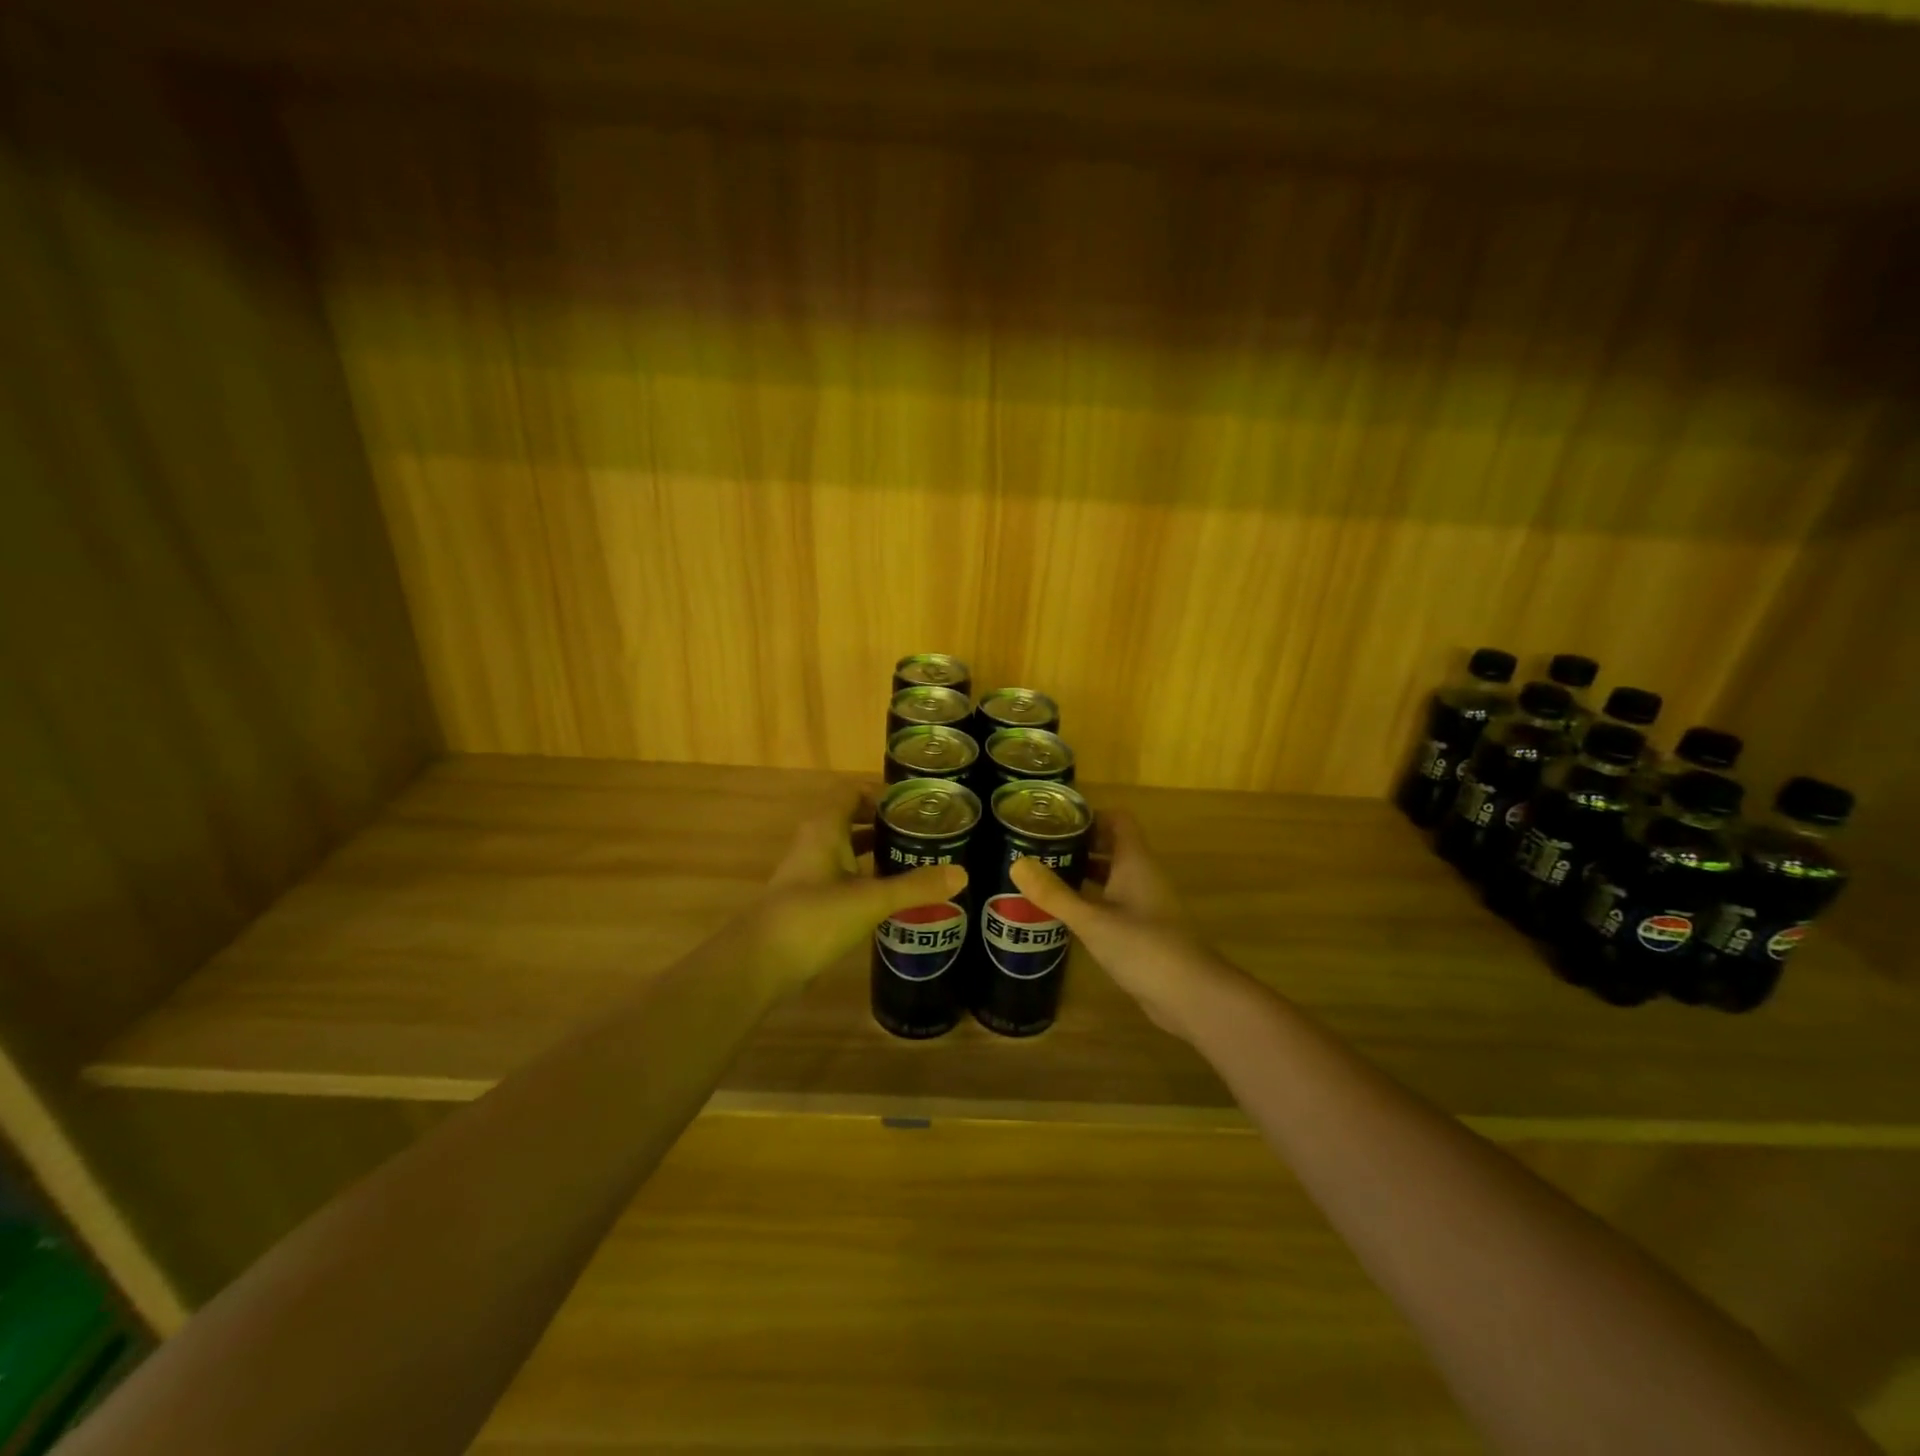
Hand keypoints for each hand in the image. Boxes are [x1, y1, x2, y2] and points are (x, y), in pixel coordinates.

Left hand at [750, 788, 966, 987]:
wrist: (760, 964)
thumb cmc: (814, 917)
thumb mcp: (870, 900)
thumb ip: (915, 887)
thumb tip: (962, 873)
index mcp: (825, 828)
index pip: (854, 793)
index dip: (884, 794)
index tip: (918, 806)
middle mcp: (815, 843)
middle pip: (854, 821)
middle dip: (887, 825)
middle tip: (927, 834)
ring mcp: (810, 873)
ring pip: (849, 851)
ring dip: (878, 853)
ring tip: (918, 861)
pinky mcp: (810, 901)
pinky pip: (844, 878)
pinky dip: (867, 879)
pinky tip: (892, 896)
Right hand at [1010, 810, 1233, 1041]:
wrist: (1190, 995)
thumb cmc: (1143, 947)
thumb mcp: (1092, 920)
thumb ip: (1054, 893)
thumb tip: (1017, 864)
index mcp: (1134, 862)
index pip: (1116, 820)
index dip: (1088, 815)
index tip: (1054, 820)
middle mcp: (1142, 875)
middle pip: (1111, 846)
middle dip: (1078, 843)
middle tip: (1040, 847)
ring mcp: (1145, 903)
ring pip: (1111, 875)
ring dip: (1083, 872)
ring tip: (1044, 875)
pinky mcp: (1143, 929)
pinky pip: (1113, 901)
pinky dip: (1091, 899)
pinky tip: (1065, 912)